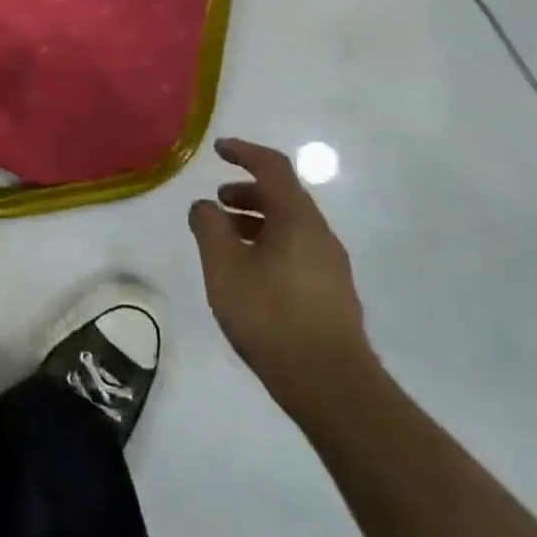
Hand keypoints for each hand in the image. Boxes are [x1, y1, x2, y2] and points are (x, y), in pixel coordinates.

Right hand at [188, 137, 378, 423]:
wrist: (332, 387)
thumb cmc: (272, 316)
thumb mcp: (224, 267)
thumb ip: (209, 228)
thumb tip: (204, 206)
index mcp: (297, 219)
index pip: (273, 167)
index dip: (244, 152)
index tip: (218, 149)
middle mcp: (320, 234)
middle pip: (284, 196)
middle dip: (247, 190)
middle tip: (217, 202)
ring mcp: (331, 266)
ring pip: (290, 225)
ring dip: (256, 220)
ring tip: (225, 239)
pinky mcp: (332, 294)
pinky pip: (297, 250)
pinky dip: (268, 244)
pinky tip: (249, 273)